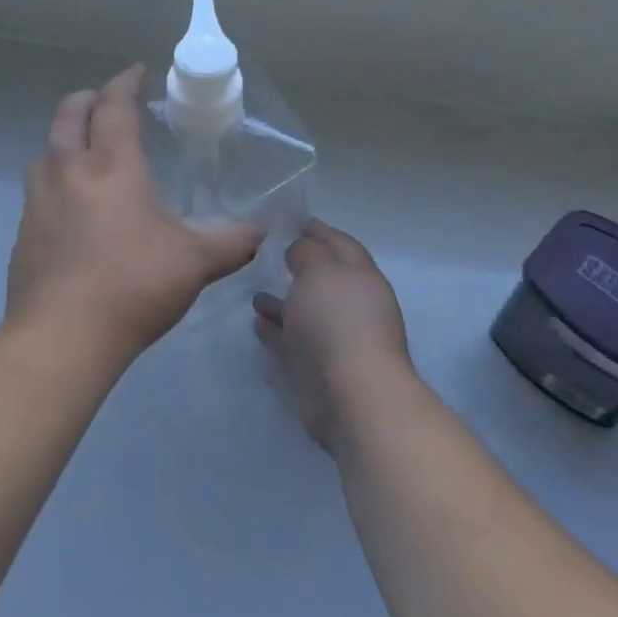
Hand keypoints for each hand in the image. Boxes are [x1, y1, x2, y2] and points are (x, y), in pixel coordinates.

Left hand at [7, 65, 263, 361]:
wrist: (62, 336)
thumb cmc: (133, 285)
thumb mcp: (195, 262)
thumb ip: (231, 241)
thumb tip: (259, 232)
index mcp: (112, 166)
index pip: (114, 106)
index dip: (126, 82)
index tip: (137, 71)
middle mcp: (69, 171)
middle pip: (69, 114)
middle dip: (89, 98)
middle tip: (108, 101)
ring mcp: (39, 201)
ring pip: (46, 149)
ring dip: (65, 137)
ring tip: (86, 150)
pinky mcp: (24, 232)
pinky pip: (38, 188)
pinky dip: (55, 178)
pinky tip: (71, 205)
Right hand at [253, 221, 412, 449]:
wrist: (352, 395)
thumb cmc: (336, 321)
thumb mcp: (319, 270)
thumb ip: (307, 251)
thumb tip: (300, 249)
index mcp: (362, 276)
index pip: (340, 243)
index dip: (318, 231)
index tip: (292, 221)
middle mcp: (354, 305)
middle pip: (324, 278)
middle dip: (301, 267)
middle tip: (271, 255)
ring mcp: (338, 339)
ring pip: (307, 312)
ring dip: (283, 302)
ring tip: (255, 294)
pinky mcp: (320, 369)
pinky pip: (294, 342)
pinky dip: (277, 331)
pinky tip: (256, 323)